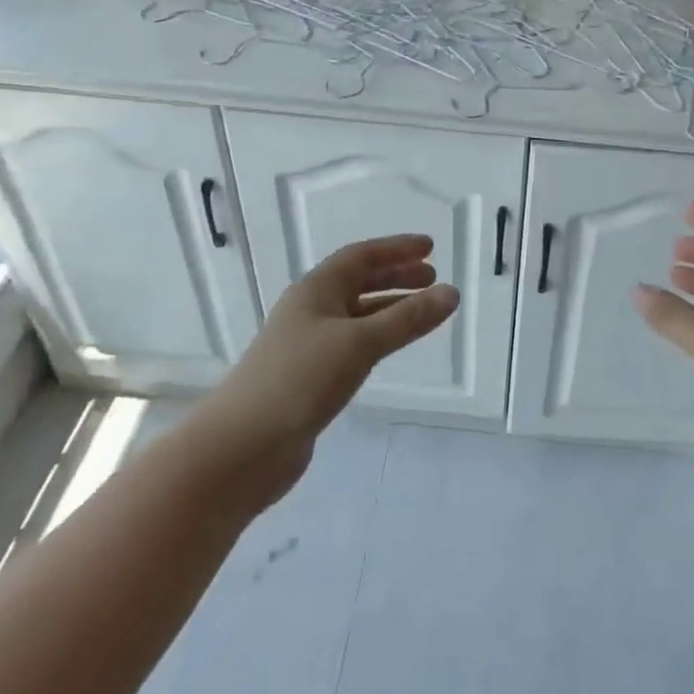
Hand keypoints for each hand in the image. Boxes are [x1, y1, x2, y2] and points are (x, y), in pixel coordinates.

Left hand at [202, 234, 458, 499]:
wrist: (242, 447)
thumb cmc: (300, 380)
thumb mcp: (359, 343)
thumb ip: (407, 319)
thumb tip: (452, 292)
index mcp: (316, 290)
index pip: (361, 256)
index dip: (397, 249)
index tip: (431, 247)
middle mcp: (310, 310)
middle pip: (357, 282)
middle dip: (395, 276)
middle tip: (431, 278)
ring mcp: (307, 344)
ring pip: (356, 314)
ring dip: (389, 307)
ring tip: (422, 311)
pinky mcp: (308, 377)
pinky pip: (351, 343)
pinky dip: (376, 337)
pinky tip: (389, 348)